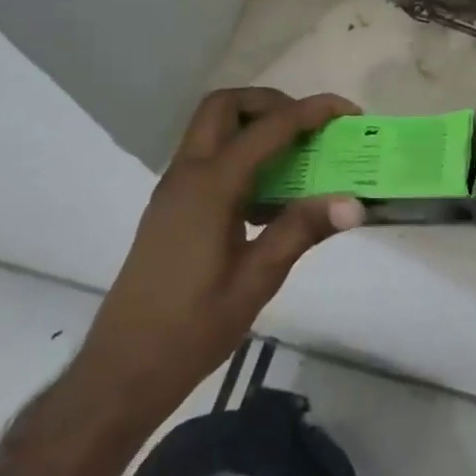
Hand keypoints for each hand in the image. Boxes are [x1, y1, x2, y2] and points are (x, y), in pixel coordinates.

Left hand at [73, 88, 363, 427]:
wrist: (121, 372)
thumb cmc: (191, 328)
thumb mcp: (256, 280)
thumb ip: (302, 230)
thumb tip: (354, 202)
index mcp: (210, 187)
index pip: (268, 128)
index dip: (312, 112)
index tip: (348, 112)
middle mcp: (187, 175)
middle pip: (225, 106)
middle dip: (272, 103)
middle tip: (308, 128)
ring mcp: (174, 190)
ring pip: (211, 127)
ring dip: (254, 124)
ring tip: (295, 156)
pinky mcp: (171, 208)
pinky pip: (207, 156)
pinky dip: (240, 151)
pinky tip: (267, 195)